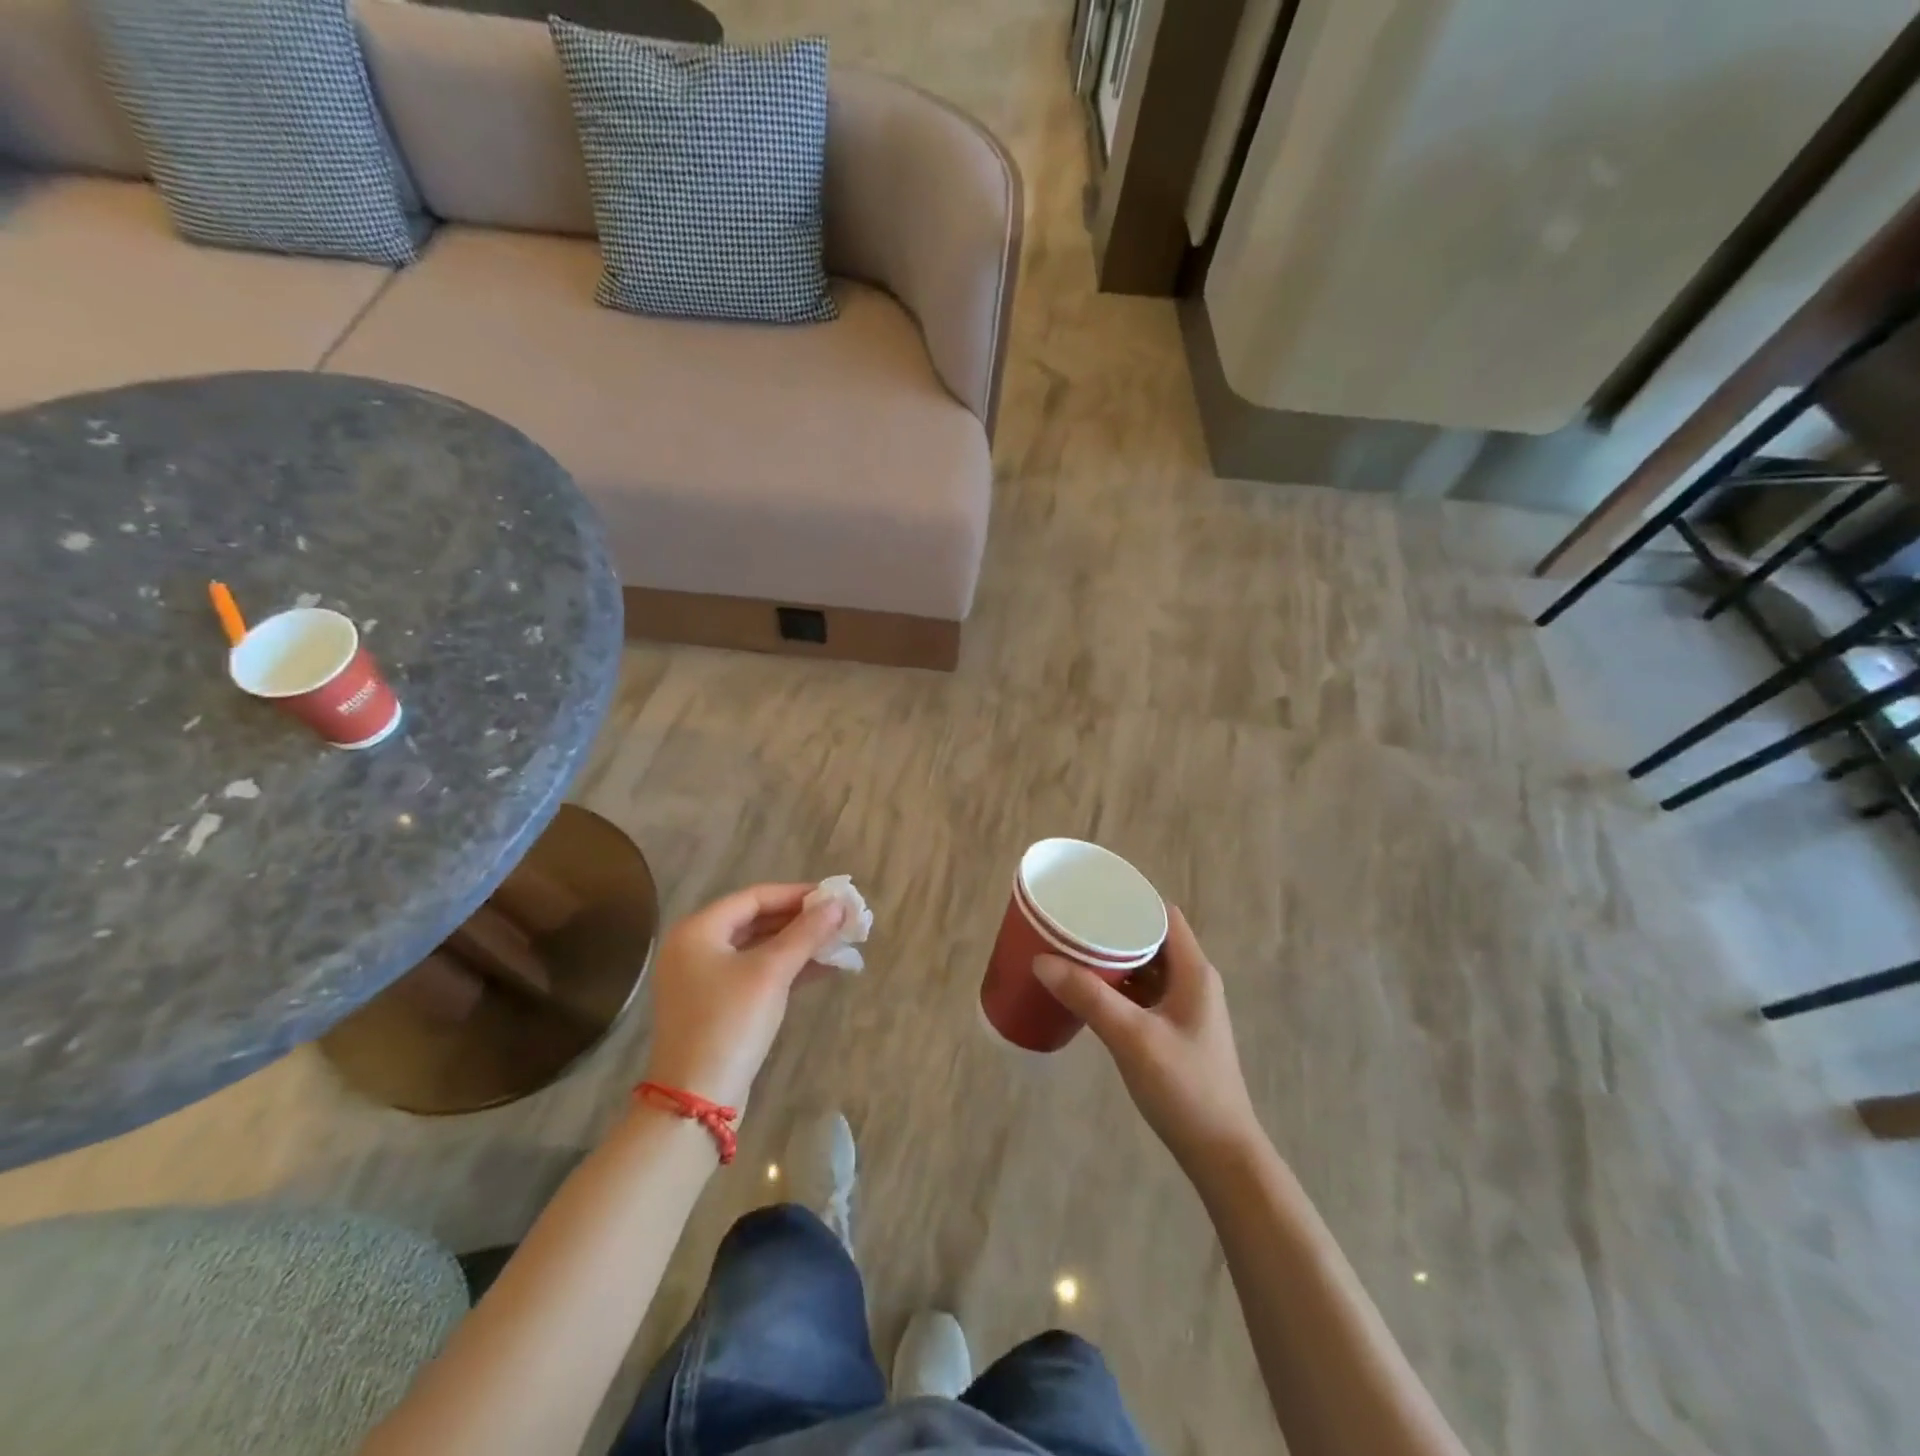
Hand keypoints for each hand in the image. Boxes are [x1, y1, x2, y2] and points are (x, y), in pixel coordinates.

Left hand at [640, 884, 845, 1109]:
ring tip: (839, 942)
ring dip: (798, 945)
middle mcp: (695, 948)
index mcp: (698, 930)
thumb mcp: (772, 973)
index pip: (755, 897)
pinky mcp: (717, 1005)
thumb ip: (806, 934)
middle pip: (756, 921)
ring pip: (759, 948)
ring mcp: (704, 979)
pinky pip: (756, 973)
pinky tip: (823, 969)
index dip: (797, 894)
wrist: (696, 1099)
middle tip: (840, 920)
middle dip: (801, 920)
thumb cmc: (730, 1022)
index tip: (834, 897)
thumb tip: (838, 904)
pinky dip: (787, 969)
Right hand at [1033, 907, 1261, 1170]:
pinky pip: (1143, 995)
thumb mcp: (1132, 1037)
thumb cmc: (1184, 1086)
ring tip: (1071, 952)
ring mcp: (1185, 1009)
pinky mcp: (1175, 1032)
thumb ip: (1088, 997)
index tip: (1090, 896)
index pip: (1162, 915)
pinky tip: (1089, 993)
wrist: (1220, 1153)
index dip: (1130, 900)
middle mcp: (1192, 982)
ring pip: (1145, 969)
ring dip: (1113, 961)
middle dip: (1112, 930)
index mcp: (1193, 971)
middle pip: (1150, 939)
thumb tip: (1041, 961)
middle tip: (1071, 924)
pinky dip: (1118, 987)